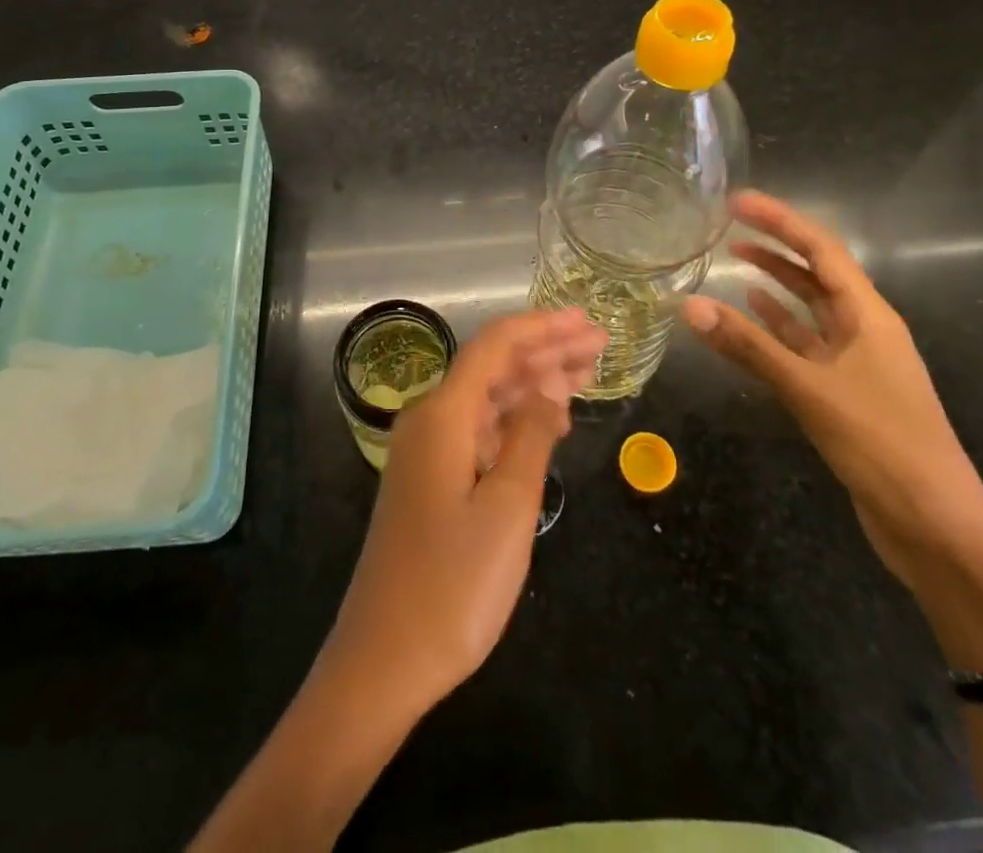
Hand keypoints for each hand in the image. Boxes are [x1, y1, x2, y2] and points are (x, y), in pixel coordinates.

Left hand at [323, 309, 606, 719]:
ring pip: (487, 398)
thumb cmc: (453, 586)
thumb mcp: (507, 507)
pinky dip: (515, 420)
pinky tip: (548, 424)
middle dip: (545, 351)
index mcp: (443, 414)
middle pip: (492, 367)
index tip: (586, 321)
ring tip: (585, 375)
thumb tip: (549, 382)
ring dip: (534, 383)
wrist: (383, 660)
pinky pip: (478, 429)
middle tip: (599, 344)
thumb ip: (531, 435)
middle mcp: (430, 420)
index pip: (495, 346)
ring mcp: (427, 450)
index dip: (542, 327)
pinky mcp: (431, 478)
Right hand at [681, 192, 982, 592]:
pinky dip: (778, 327)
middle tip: (728, 225)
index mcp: (870, 316)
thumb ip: (748, 346)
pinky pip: (805, 345)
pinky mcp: (845, 393)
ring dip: (776, 283)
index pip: (822, 250)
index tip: (737, 201)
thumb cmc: (883, 446)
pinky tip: (752, 318)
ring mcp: (857, 363)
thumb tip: (689, 306)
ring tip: (734, 260)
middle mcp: (865, 330)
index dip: (780, 220)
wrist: (937, 529)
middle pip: (817, 273)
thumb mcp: (810, 390)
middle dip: (776, 245)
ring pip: (810, 309)